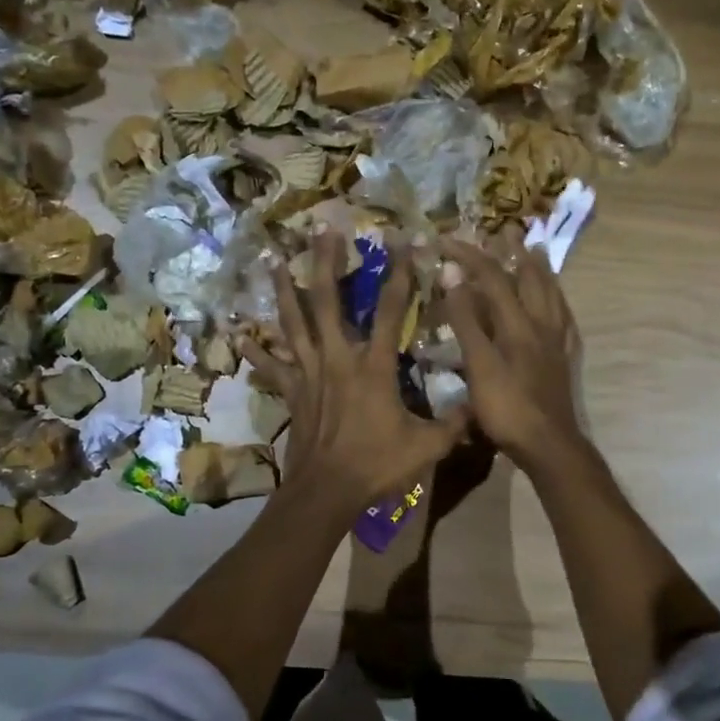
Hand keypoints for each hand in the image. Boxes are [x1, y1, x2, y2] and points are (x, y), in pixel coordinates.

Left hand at [242, 231, 468, 513]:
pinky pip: (271, 366)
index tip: (404, 241)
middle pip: (327, 301)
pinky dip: (255, 350)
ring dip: (282, 289)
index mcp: (373, 367)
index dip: (400, 274)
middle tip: (321, 228)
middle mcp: (338, 359)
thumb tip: (480, 405)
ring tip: (272, 257)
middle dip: (324, 262)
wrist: (327, 492)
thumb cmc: (377, 465)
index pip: (391, 310)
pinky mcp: (292, 392)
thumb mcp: (427, 445)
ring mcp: (309, 374)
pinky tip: (239, 333)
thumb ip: (454, 422)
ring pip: (292, 323)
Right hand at [441, 238, 583, 473]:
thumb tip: (453, 274)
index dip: (469, 255)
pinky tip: (557, 306)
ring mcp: (556, 342)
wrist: (548, 445)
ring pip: (552, 295)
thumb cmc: (507, 408)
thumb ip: (466, 320)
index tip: (446, 240)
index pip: (493, 278)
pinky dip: (558, 303)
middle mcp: (541, 325)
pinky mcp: (563, 360)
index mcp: (518, 323)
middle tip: (506, 231)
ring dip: (541, 271)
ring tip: (536, 253)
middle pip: (531, 279)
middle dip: (515, 252)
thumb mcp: (479, 364)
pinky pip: (564, 320)